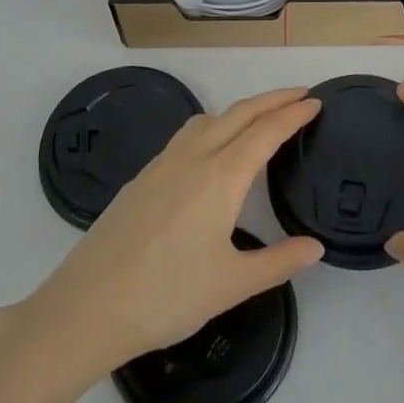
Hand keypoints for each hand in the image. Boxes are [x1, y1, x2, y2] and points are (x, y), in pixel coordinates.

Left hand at [19, 88, 324, 382]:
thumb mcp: (232, 284)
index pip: (266, 132)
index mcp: (220, 177)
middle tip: (299, 95)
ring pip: (208, 119)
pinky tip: (209, 153)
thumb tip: (315, 247)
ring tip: (258, 120)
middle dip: (272, 99)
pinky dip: (212, 127)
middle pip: (239, 113)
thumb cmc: (167, 296)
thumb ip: (278, 261)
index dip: (293, 113)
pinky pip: (185, 136)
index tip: (315, 101)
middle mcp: (192, 158)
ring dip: (239, 110)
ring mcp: (161, 165)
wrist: (88, 307)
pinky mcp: (141, 179)